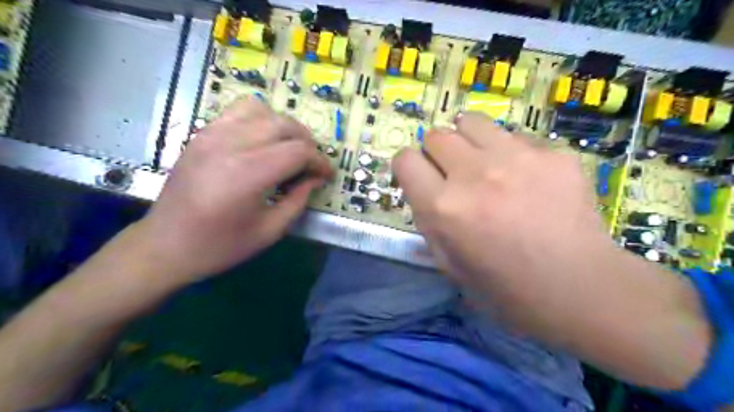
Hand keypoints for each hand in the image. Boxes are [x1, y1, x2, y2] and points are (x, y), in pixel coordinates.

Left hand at [133, 96, 330, 284]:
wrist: (165, 246)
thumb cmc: (220, 245)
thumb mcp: (270, 231)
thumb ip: (298, 200)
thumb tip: (316, 178)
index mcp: (249, 174)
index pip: (298, 151)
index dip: (320, 161)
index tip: (327, 174)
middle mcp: (231, 145)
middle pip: (284, 126)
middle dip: (307, 143)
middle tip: (312, 164)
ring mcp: (212, 135)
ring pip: (262, 111)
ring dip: (284, 127)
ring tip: (289, 147)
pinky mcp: (202, 134)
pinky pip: (238, 111)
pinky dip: (259, 119)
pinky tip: (262, 141)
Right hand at [393, 114, 713, 390]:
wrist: (581, 289)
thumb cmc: (507, 289)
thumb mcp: (450, 265)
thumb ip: (429, 223)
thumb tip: (424, 191)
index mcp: (444, 208)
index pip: (405, 160)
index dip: (407, 167)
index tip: (419, 176)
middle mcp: (474, 175)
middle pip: (436, 135)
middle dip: (437, 153)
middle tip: (453, 173)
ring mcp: (516, 158)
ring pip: (471, 122)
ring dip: (468, 140)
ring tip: (483, 162)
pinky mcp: (552, 153)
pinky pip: (516, 138)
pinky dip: (510, 153)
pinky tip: (527, 179)